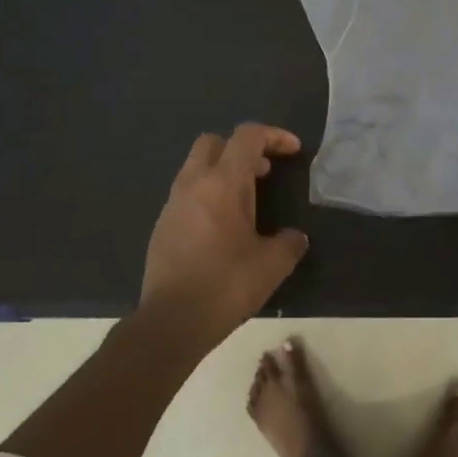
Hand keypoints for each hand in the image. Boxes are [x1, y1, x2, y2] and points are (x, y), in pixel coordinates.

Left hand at [140, 124, 308, 343]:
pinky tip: (223, 227)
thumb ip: (290, 243)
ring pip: (196, 167)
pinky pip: (188, 194)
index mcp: (223, 183)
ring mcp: (173, 204)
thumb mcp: (272, 265)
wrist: (171, 321)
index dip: (273, 135)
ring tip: (248, 202)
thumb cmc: (226, 285)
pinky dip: (208, 195)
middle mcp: (193, 184)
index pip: (247, 137)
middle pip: (214, 142)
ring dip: (223, 173)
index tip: (293, 151)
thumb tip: (294, 238)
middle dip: (242, 149)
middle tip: (265, 172)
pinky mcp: (162, 226)